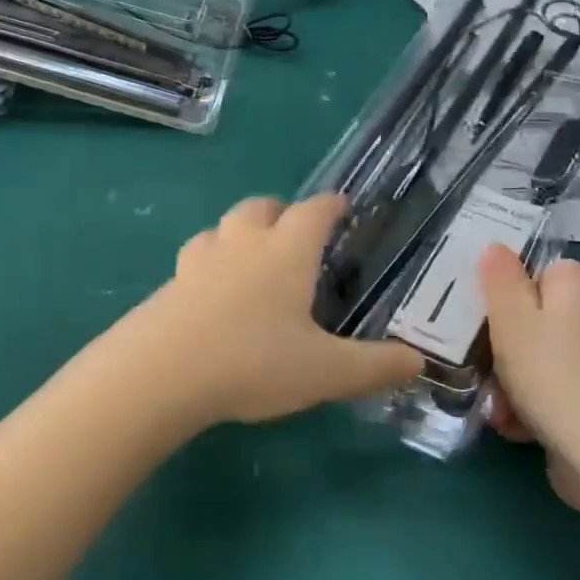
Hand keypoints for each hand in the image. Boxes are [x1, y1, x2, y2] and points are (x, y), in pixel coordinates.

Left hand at [118, 195, 423, 426]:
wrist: (160, 373)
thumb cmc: (253, 362)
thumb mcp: (325, 372)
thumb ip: (374, 367)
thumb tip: (419, 363)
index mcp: (286, 252)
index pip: (314, 211)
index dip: (332, 205)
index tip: (343, 206)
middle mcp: (242, 244)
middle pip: (261, 207)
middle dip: (282, 212)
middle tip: (295, 234)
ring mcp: (199, 260)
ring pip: (221, 228)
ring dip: (240, 232)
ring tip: (251, 258)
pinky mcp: (168, 284)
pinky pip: (195, 260)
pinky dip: (210, 264)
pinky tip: (212, 295)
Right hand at [479, 246, 579, 510]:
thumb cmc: (555, 377)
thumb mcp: (512, 320)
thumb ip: (500, 280)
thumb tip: (498, 247)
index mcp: (578, 288)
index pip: (537, 271)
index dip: (506, 291)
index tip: (481, 315)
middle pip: (536, 319)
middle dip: (503, 346)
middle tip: (480, 365)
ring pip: (542, 360)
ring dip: (512, 382)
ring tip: (496, 407)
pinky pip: (558, 392)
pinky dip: (535, 408)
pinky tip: (516, 428)